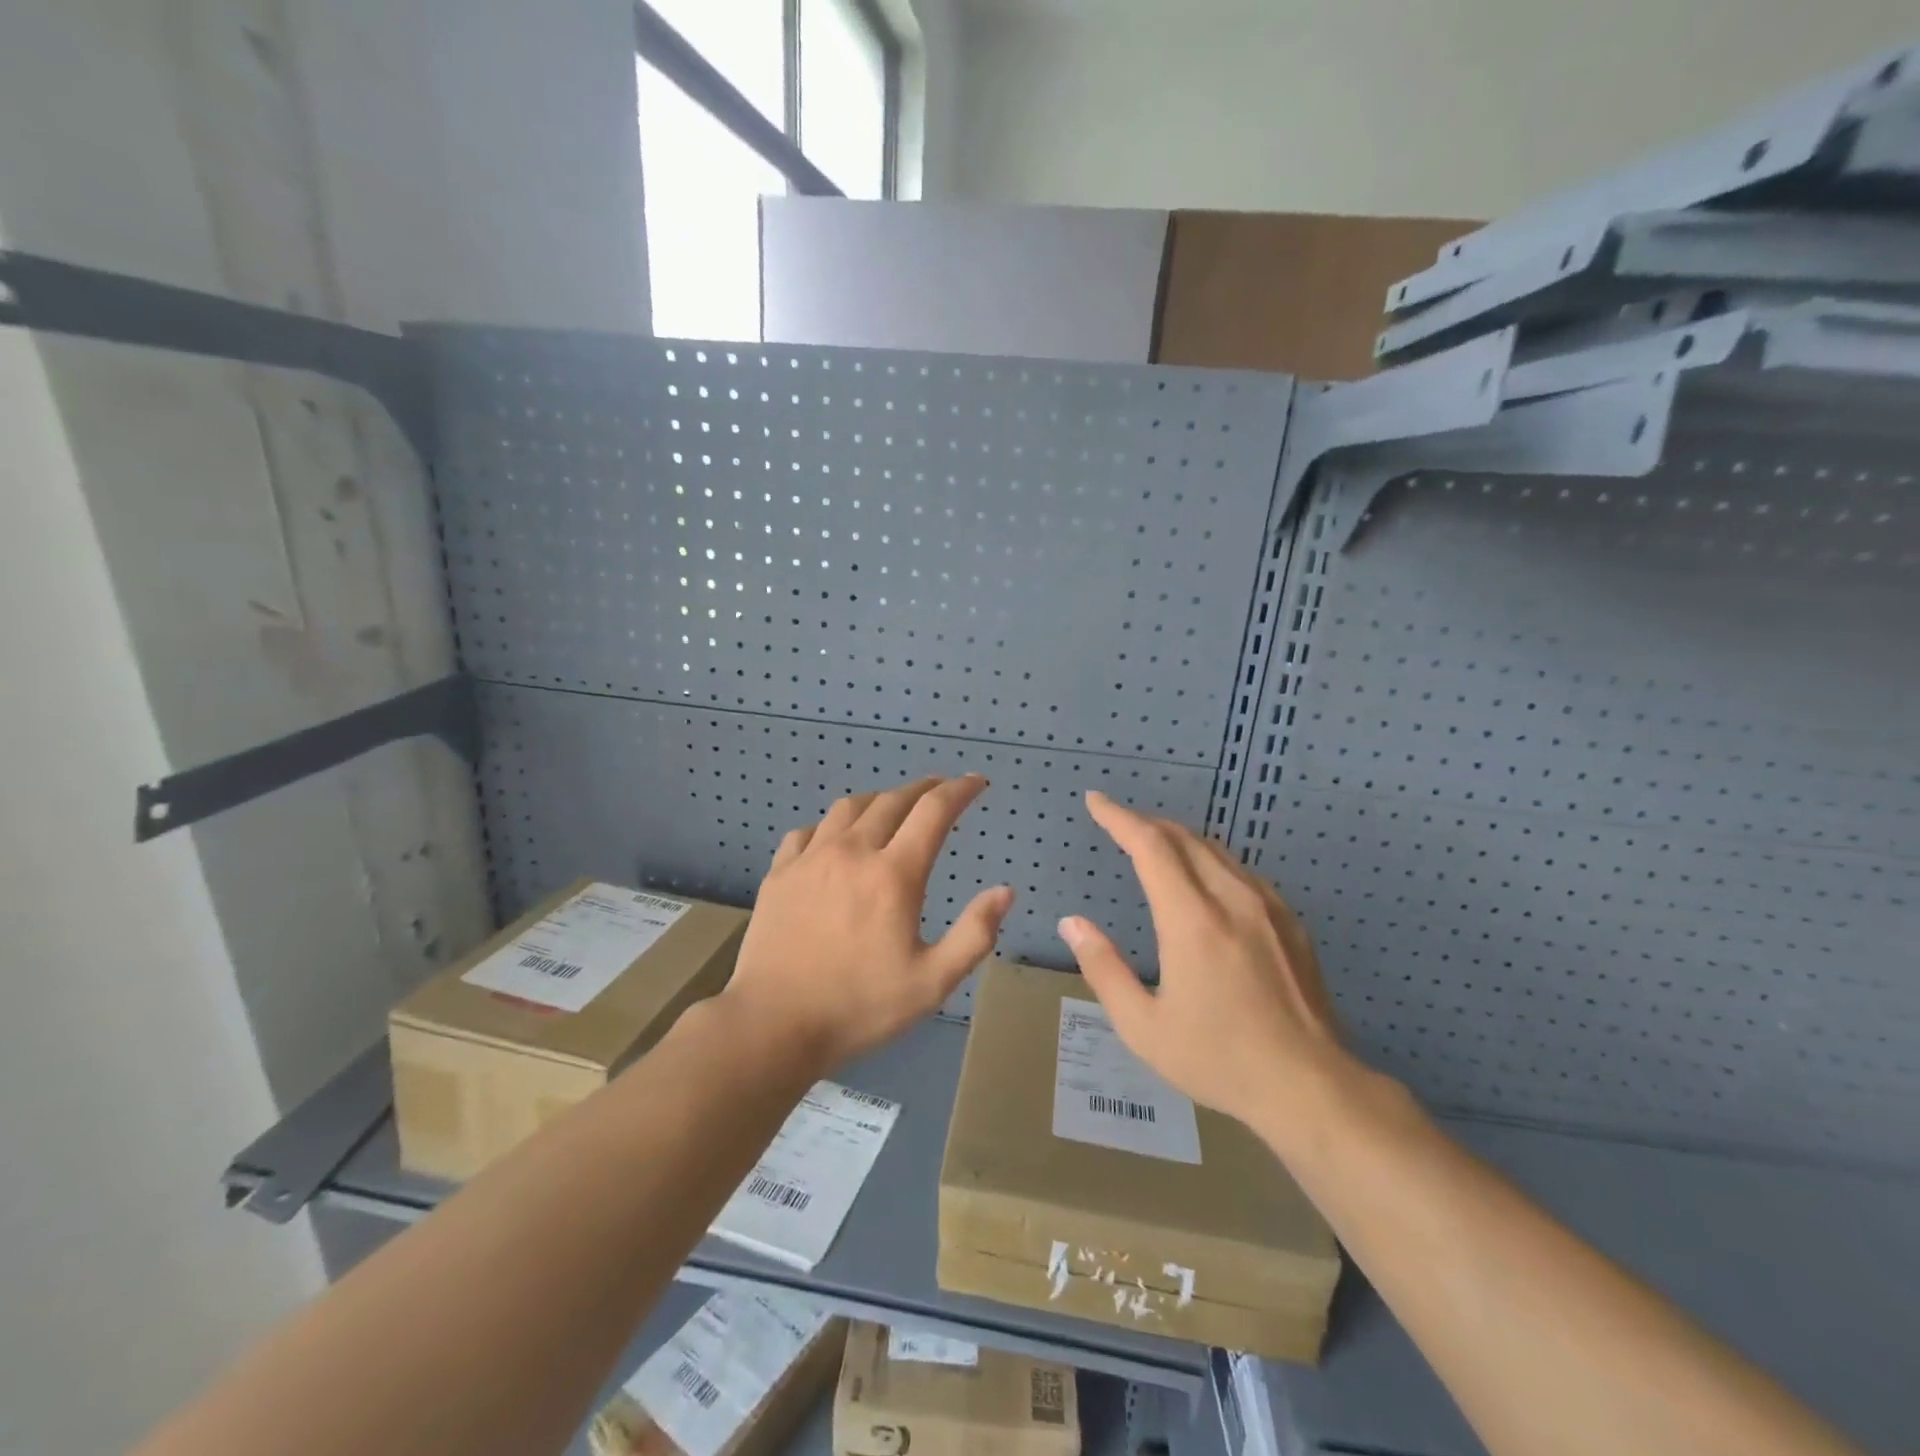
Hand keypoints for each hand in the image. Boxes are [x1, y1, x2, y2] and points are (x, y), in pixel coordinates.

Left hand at [723, 776, 1014, 1071]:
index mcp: (893, 874)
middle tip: (941, 791)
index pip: (934, 811)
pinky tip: (835, 840)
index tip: (976, 782)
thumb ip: (974, 934)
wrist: (773, 1024)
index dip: (960, 790)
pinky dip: (833, 825)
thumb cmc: (859, 1006)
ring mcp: (811, 858)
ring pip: (850, 807)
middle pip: (893, 800)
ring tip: (893, 808)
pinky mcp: (780, 872)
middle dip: (924, 789)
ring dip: (879, 800)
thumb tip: (1005, 891)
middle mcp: (853, 852)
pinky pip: (809, 830)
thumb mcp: (932, 982)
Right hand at [1057, 791, 1360, 1140]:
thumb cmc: (1218, 1059)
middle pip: (1183, 838)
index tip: (1096, 801)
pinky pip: (1241, 871)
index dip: (1119, 818)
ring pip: (1215, 850)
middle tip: (1117, 823)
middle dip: (1145, 823)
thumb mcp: (1143, 1026)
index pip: (1151, 846)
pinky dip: (1209, 859)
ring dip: (1178, 838)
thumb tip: (1071, 923)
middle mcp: (1231, 899)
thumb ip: (1103, 968)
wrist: (1310, 1087)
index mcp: (1192, 920)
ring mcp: (1268, 906)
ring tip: (1153, 845)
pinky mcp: (1290, 921)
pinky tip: (1203, 879)